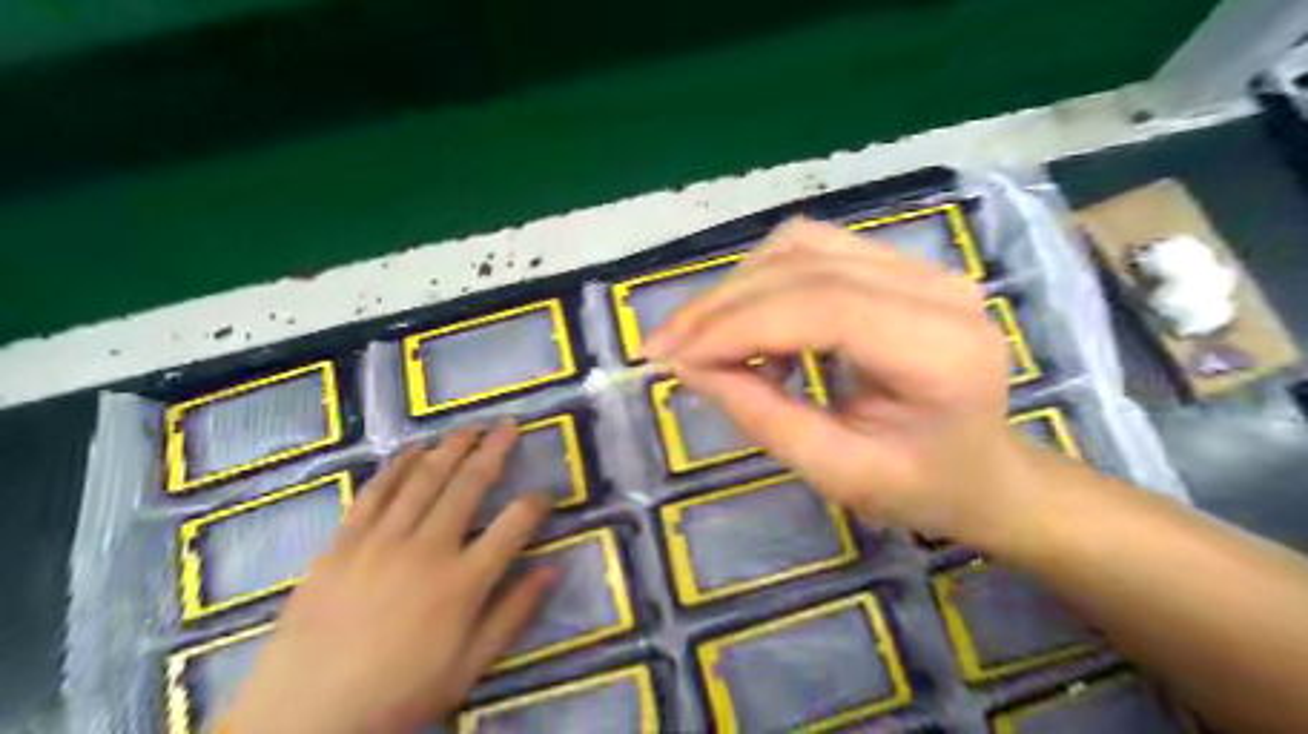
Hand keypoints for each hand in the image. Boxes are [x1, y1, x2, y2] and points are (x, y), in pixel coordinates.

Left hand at [221, 422, 555, 733]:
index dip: (535, 503)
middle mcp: (427, 549)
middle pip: (469, 486)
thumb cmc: (397, 695)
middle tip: (510, 424)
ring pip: (423, 479)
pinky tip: (412, 450)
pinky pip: (375, 493)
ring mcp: (381, 541)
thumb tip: (553, 569)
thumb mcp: (468, 667)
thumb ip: (514, 614)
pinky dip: (397, 466)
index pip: (514, 525)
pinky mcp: (343, 543)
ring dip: (451, 447)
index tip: (545, 493)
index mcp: (463, 583)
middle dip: (494, 450)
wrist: (303, 719)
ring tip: (470, 426)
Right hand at [644, 220, 1032, 547]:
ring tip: (705, 340)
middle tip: (665, 346)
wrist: (983, 469)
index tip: (672, 357)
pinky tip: (751, 326)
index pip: (821, 307)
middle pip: (805, 265)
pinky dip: (763, 282)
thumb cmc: (920, 486)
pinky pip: (812, 250)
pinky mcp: (899, 265)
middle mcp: (939, 289)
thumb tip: (686, 365)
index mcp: (942, 351)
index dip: (736, 326)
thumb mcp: (836, 473)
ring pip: (801, 245)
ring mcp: (922, 267)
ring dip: (738, 288)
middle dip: (721, 305)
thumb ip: (761, 415)